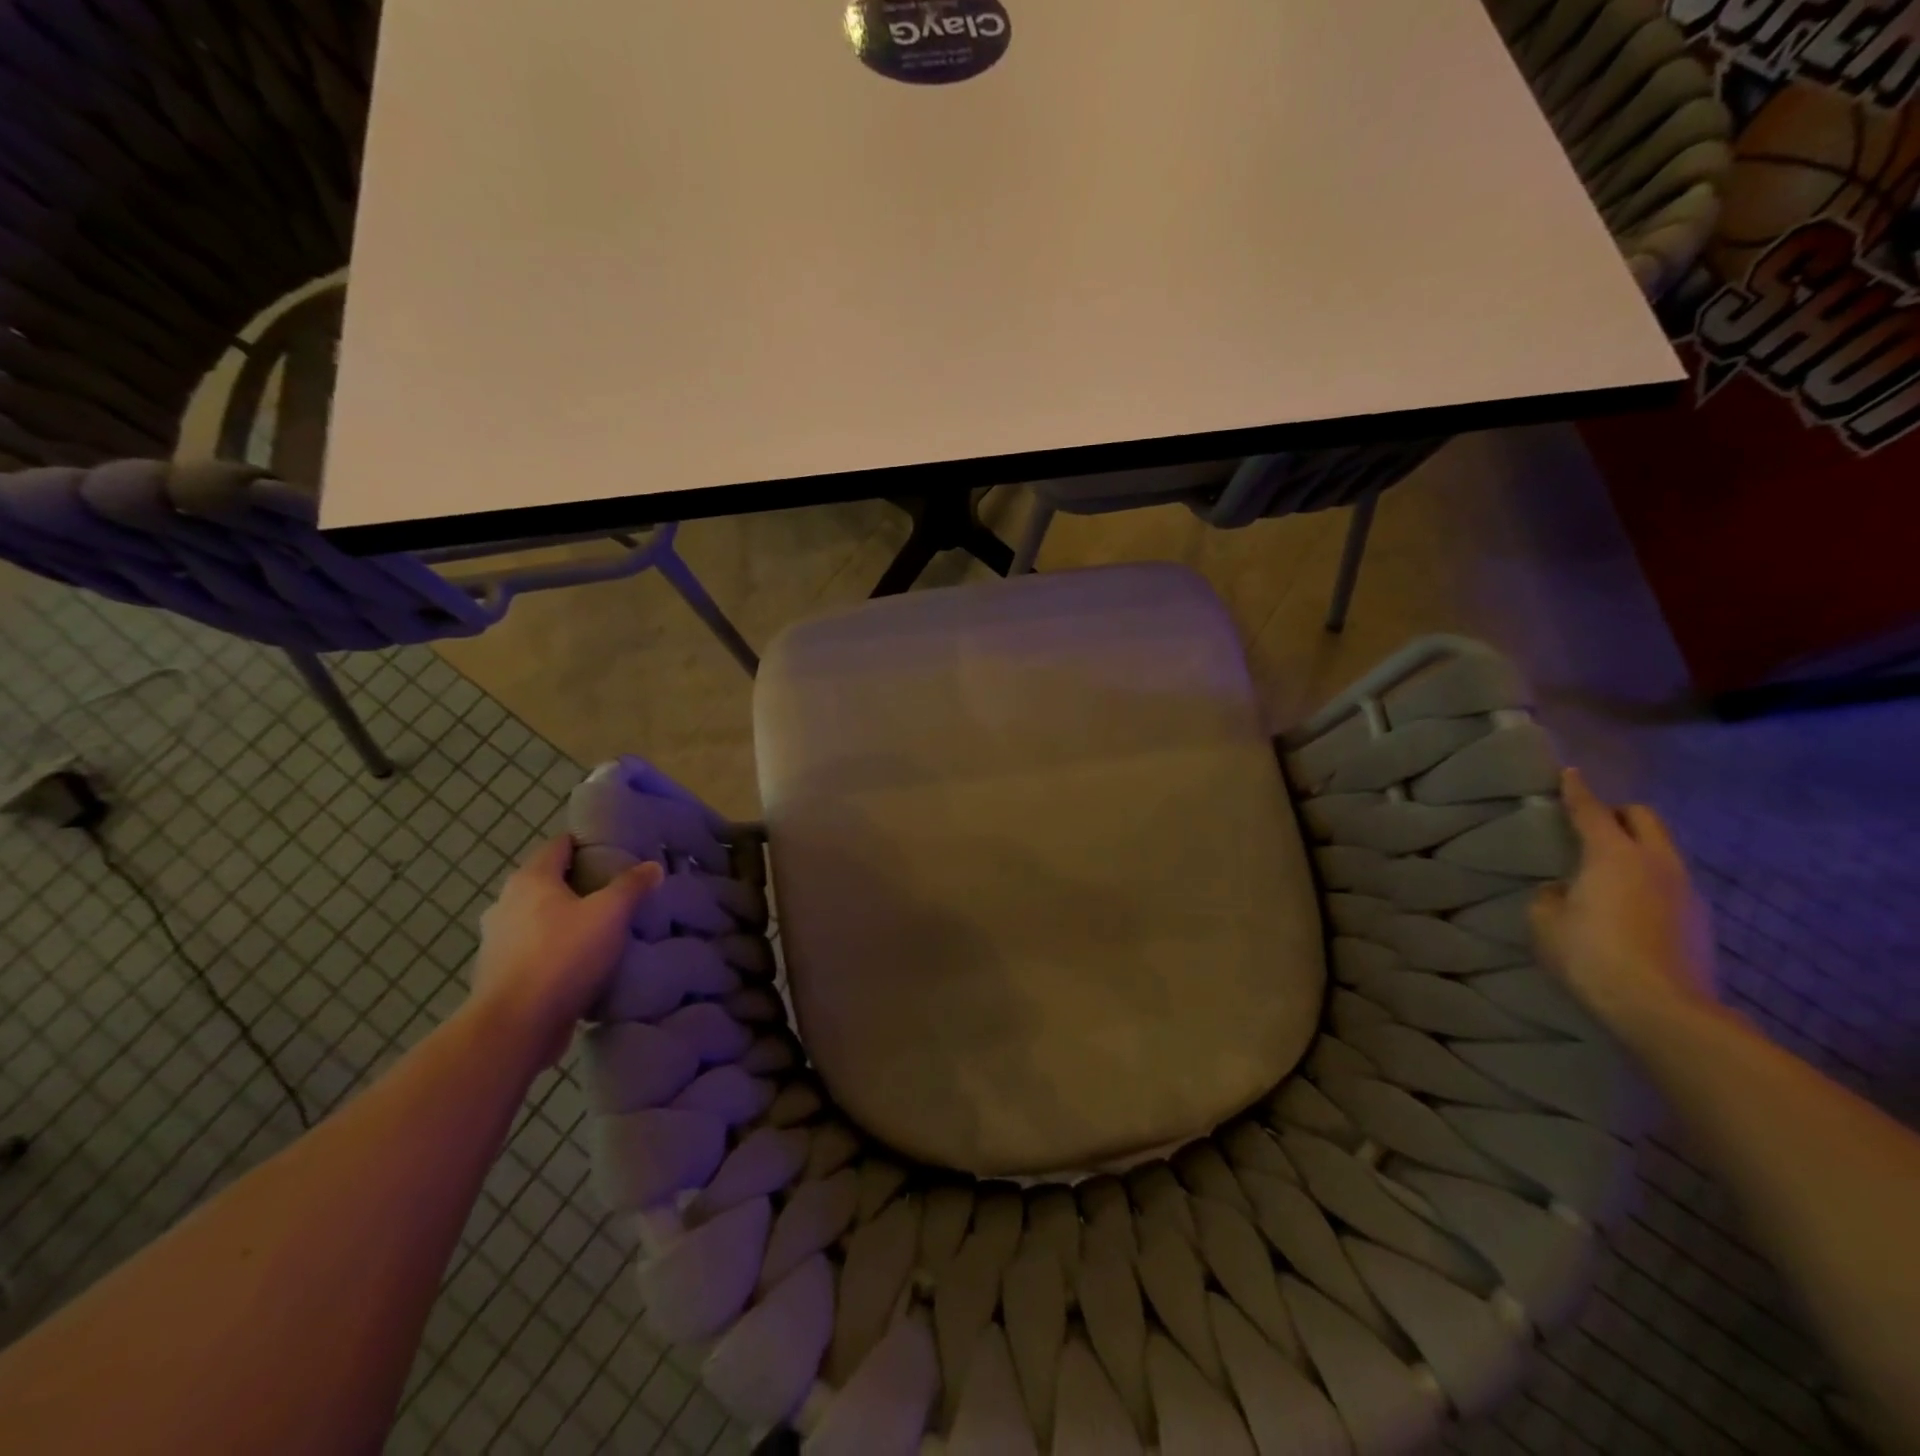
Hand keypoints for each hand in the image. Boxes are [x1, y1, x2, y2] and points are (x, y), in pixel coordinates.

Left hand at [471, 838, 661, 1065]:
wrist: (515, 1027)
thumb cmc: (563, 956)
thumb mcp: (610, 914)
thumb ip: (632, 886)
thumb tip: (652, 866)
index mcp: (530, 880)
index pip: (559, 845)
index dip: (587, 843)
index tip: (615, 850)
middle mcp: (506, 903)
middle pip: (548, 881)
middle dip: (579, 883)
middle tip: (616, 891)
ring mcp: (497, 941)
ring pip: (539, 918)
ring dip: (565, 920)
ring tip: (602, 929)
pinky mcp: (499, 974)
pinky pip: (534, 950)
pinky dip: (555, 950)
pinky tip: (581, 963)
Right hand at [1531, 768, 1718, 1041]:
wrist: (1663, 1009)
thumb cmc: (1590, 954)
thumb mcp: (1545, 921)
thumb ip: (1551, 896)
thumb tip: (1563, 891)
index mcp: (1614, 854)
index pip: (1591, 810)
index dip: (1577, 790)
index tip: (1569, 773)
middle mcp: (1656, 863)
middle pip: (1644, 819)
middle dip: (1619, 814)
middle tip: (1593, 824)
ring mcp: (1686, 891)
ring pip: (1662, 851)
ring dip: (1637, 849)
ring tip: (1608, 869)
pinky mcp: (1700, 920)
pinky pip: (1670, 883)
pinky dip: (1649, 881)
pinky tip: (1628, 905)